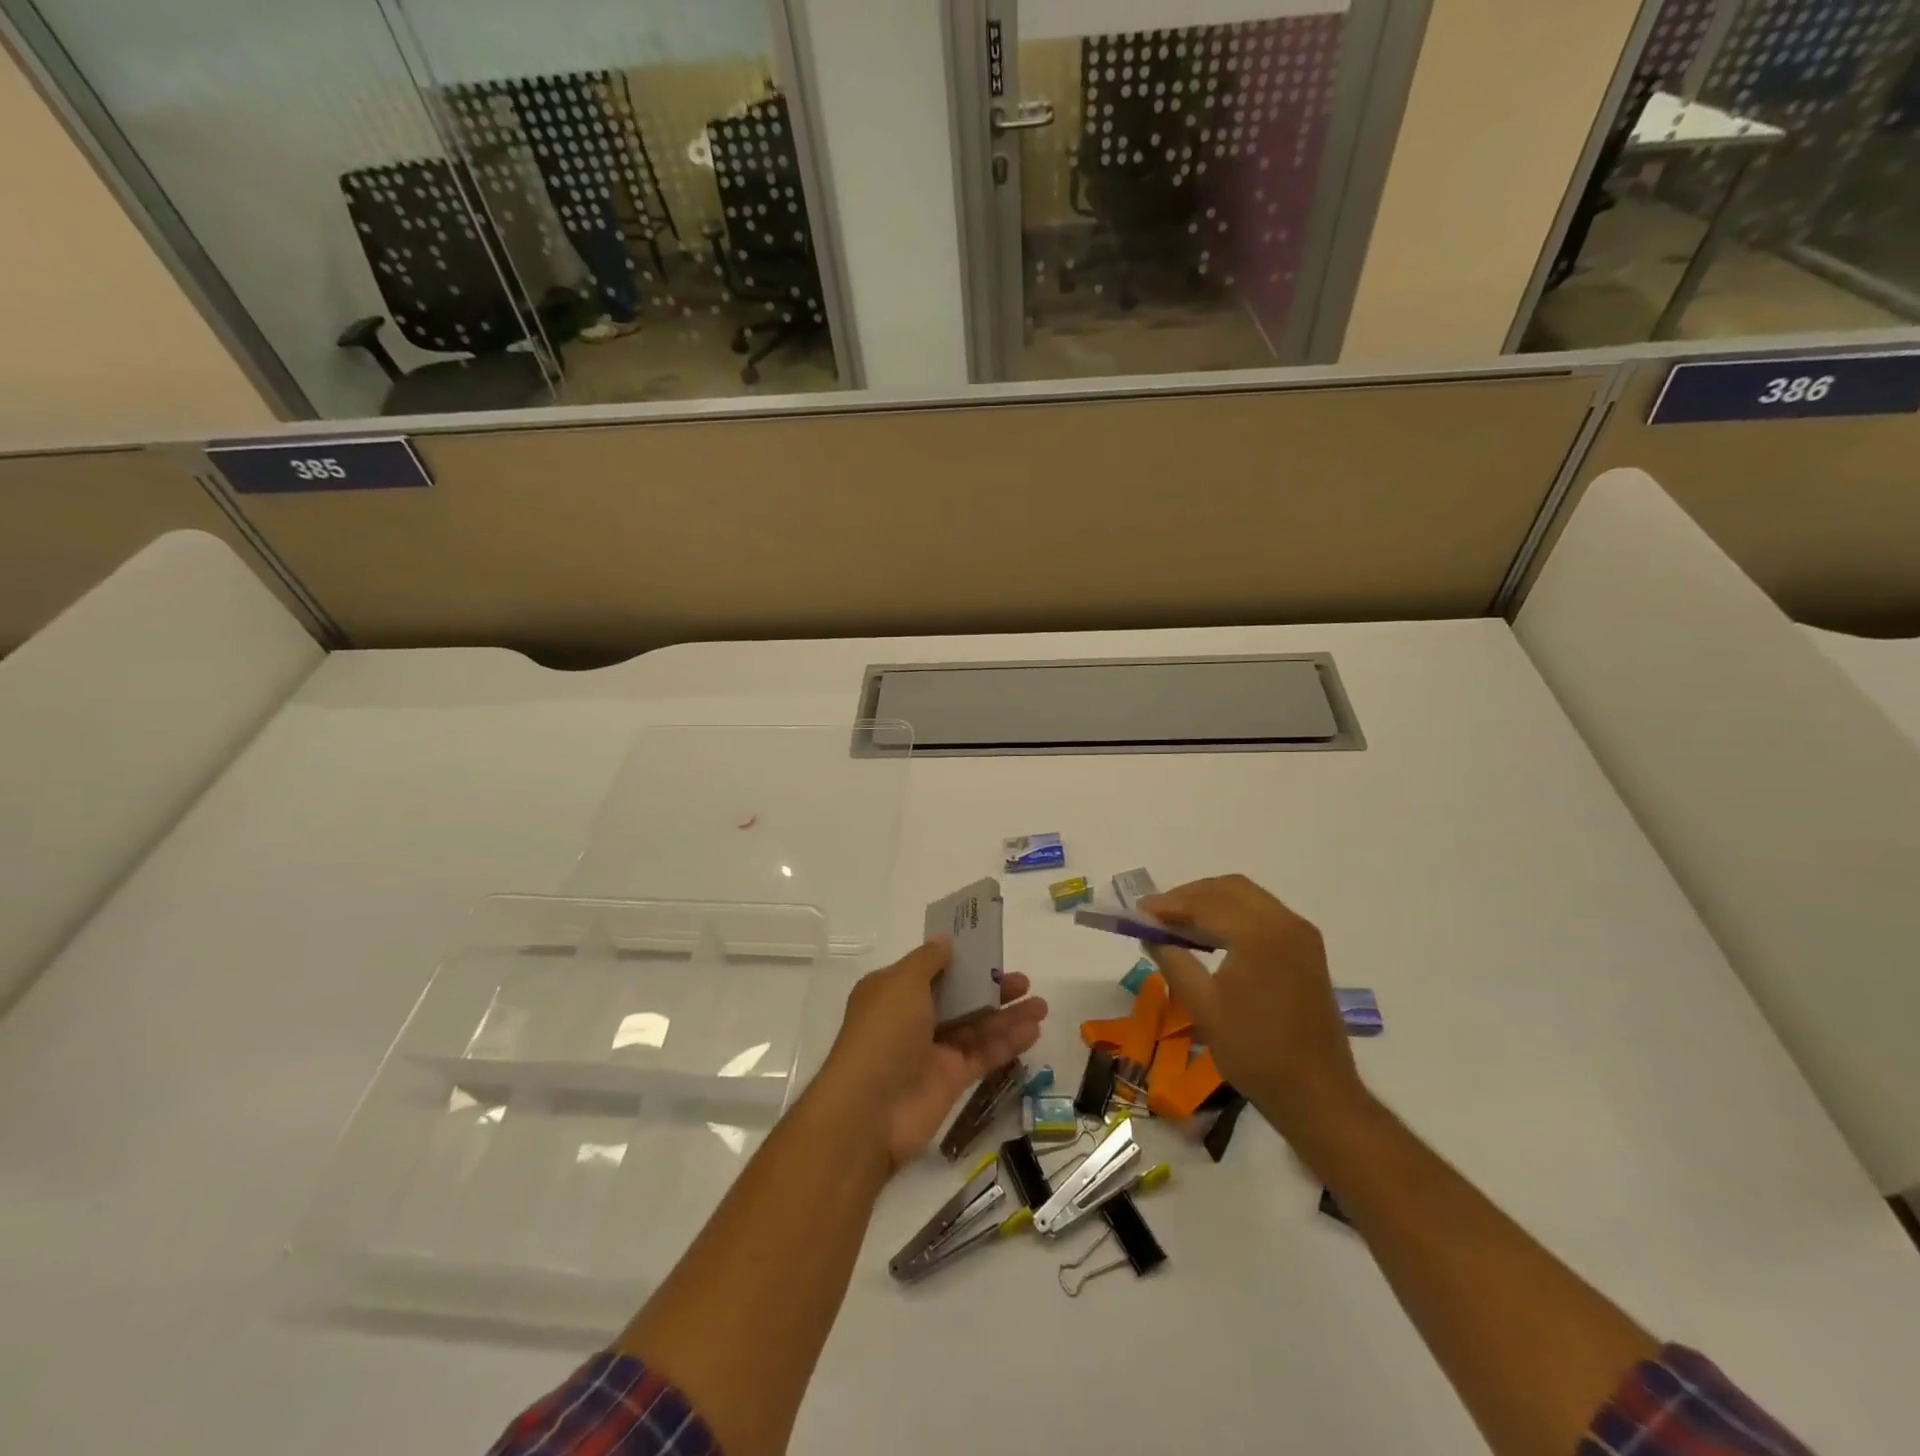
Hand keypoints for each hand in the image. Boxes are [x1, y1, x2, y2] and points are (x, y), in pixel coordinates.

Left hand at [818, 937, 1047, 1169]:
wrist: (869, 1110)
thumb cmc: (883, 1033)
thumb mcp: (902, 983)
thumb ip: (929, 960)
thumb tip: (944, 939)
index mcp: (893, 992)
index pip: (932, 970)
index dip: (960, 960)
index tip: (990, 951)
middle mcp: (912, 1018)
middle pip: (959, 997)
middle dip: (990, 987)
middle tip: (1023, 981)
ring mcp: (932, 1051)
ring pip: (976, 1026)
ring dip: (1007, 1015)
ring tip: (1041, 1006)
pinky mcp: (951, 1080)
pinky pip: (983, 1055)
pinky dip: (1007, 1043)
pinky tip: (1033, 1031)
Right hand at [1140, 876, 1365, 1142]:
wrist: (1317, 1094)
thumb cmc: (1255, 1052)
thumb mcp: (1203, 1006)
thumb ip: (1172, 960)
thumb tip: (1149, 933)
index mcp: (1260, 934)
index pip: (1205, 903)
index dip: (1168, 905)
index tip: (1137, 912)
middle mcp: (1285, 922)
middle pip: (1228, 889)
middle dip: (1189, 897)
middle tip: (1157, 916)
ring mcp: (1301, 934)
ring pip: (1247, 898)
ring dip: (1210, 903)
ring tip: (1178, 925)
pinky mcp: (1307, 949)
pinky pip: (1263, 914)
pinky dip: (1232, 915)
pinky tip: (1210, 936)